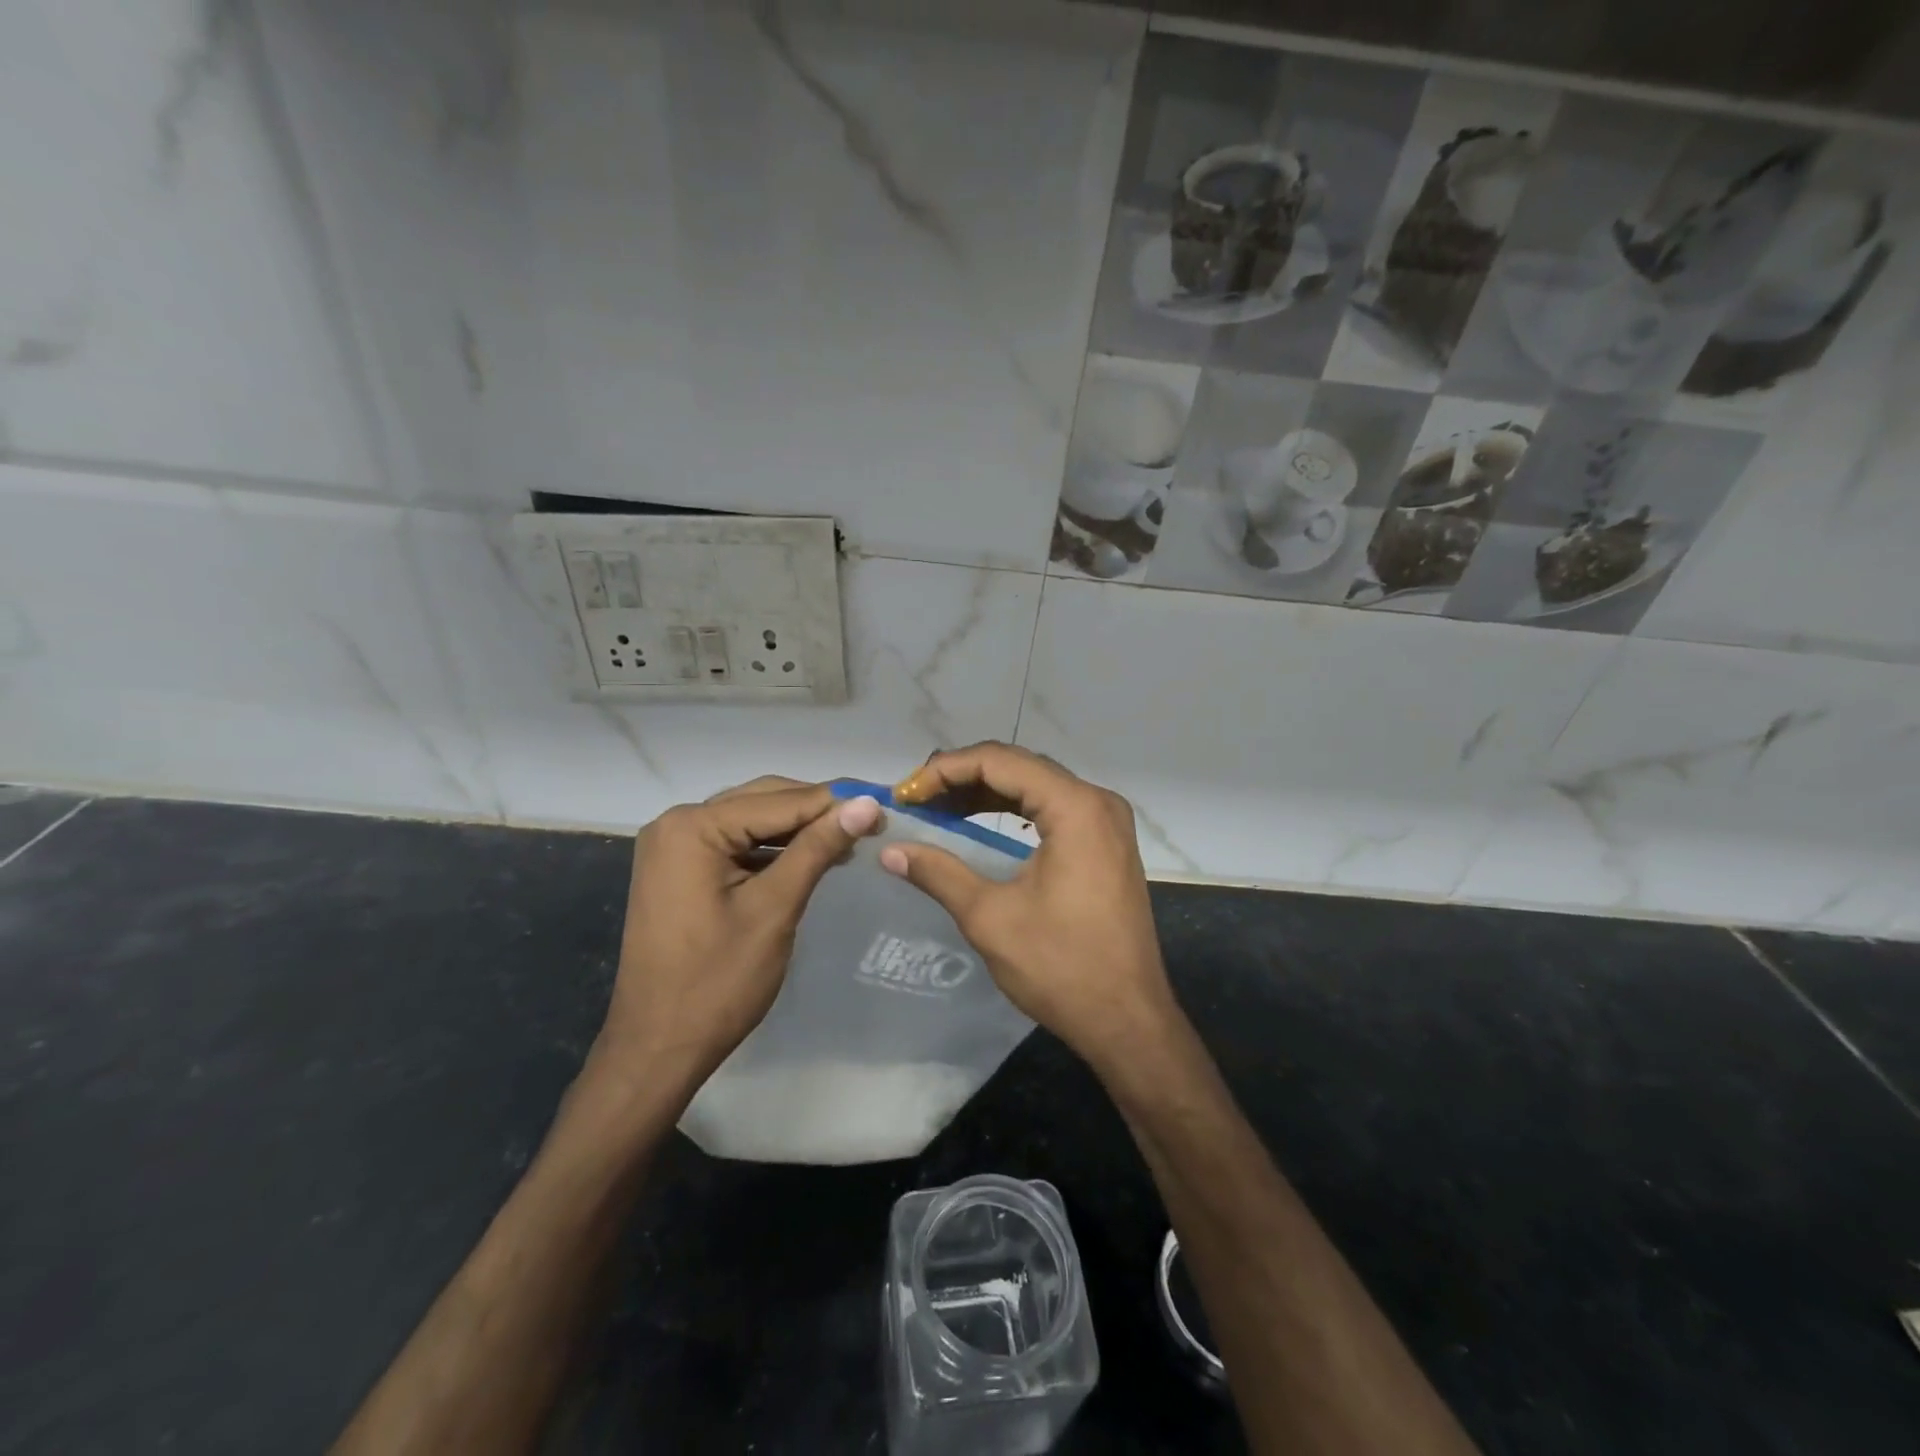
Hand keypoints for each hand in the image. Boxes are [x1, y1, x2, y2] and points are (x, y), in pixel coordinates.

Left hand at [592, 778, 882, 1096]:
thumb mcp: (775, 908)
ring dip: (797, 830)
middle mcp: (677, 823)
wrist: (658, 1048)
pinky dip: (772, 850)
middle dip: (816, 812)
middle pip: (763, 801)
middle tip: (871, 824)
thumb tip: (867, 803)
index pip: (779, 800)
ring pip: (751, 821)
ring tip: (849, 841)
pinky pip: (735, 844)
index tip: (885, 810)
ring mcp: (674, 847)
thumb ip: (818, 848)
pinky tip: (809, 859)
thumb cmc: (718, 982)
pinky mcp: (679, 869)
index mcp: (693, 827)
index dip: (835, 804)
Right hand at [886, 743, 1176, 1069]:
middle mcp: (1097, 801)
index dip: (946, 770)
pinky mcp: (1107, 844)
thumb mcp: (990, 917)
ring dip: (986, 792)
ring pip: (1036, 786)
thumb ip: (938, 873)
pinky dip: (1014, 812)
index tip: (905, 793)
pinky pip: (1053, 810)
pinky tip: (980, 822)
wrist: (1128, 1020)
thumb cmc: (1060, 966)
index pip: (999, 761)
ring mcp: (1107, 822)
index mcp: (1075, 807)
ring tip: (937, 808)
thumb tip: (889, 850)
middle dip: (963, 777)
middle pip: (1020, 767)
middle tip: (915, 798)